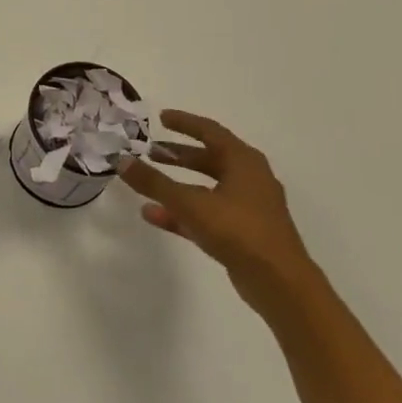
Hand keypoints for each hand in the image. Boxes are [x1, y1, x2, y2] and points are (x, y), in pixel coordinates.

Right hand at [115, 112, 313, 304]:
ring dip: (177, 183)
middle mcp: (249, 179)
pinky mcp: (243, 233)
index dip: (184, 123)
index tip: (160, 118)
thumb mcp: (190, 203)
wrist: (280, 284)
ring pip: (206, 187)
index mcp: (243, 161)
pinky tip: (153, 215)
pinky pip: (207, 213)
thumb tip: (121, 160)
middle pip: (208, 159)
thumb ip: (154, 182)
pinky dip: (182, 211)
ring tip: (148, 181)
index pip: (209, 131)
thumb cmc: (238, 231)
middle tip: (150, 151)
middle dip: (178, 154)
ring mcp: (248, 207)